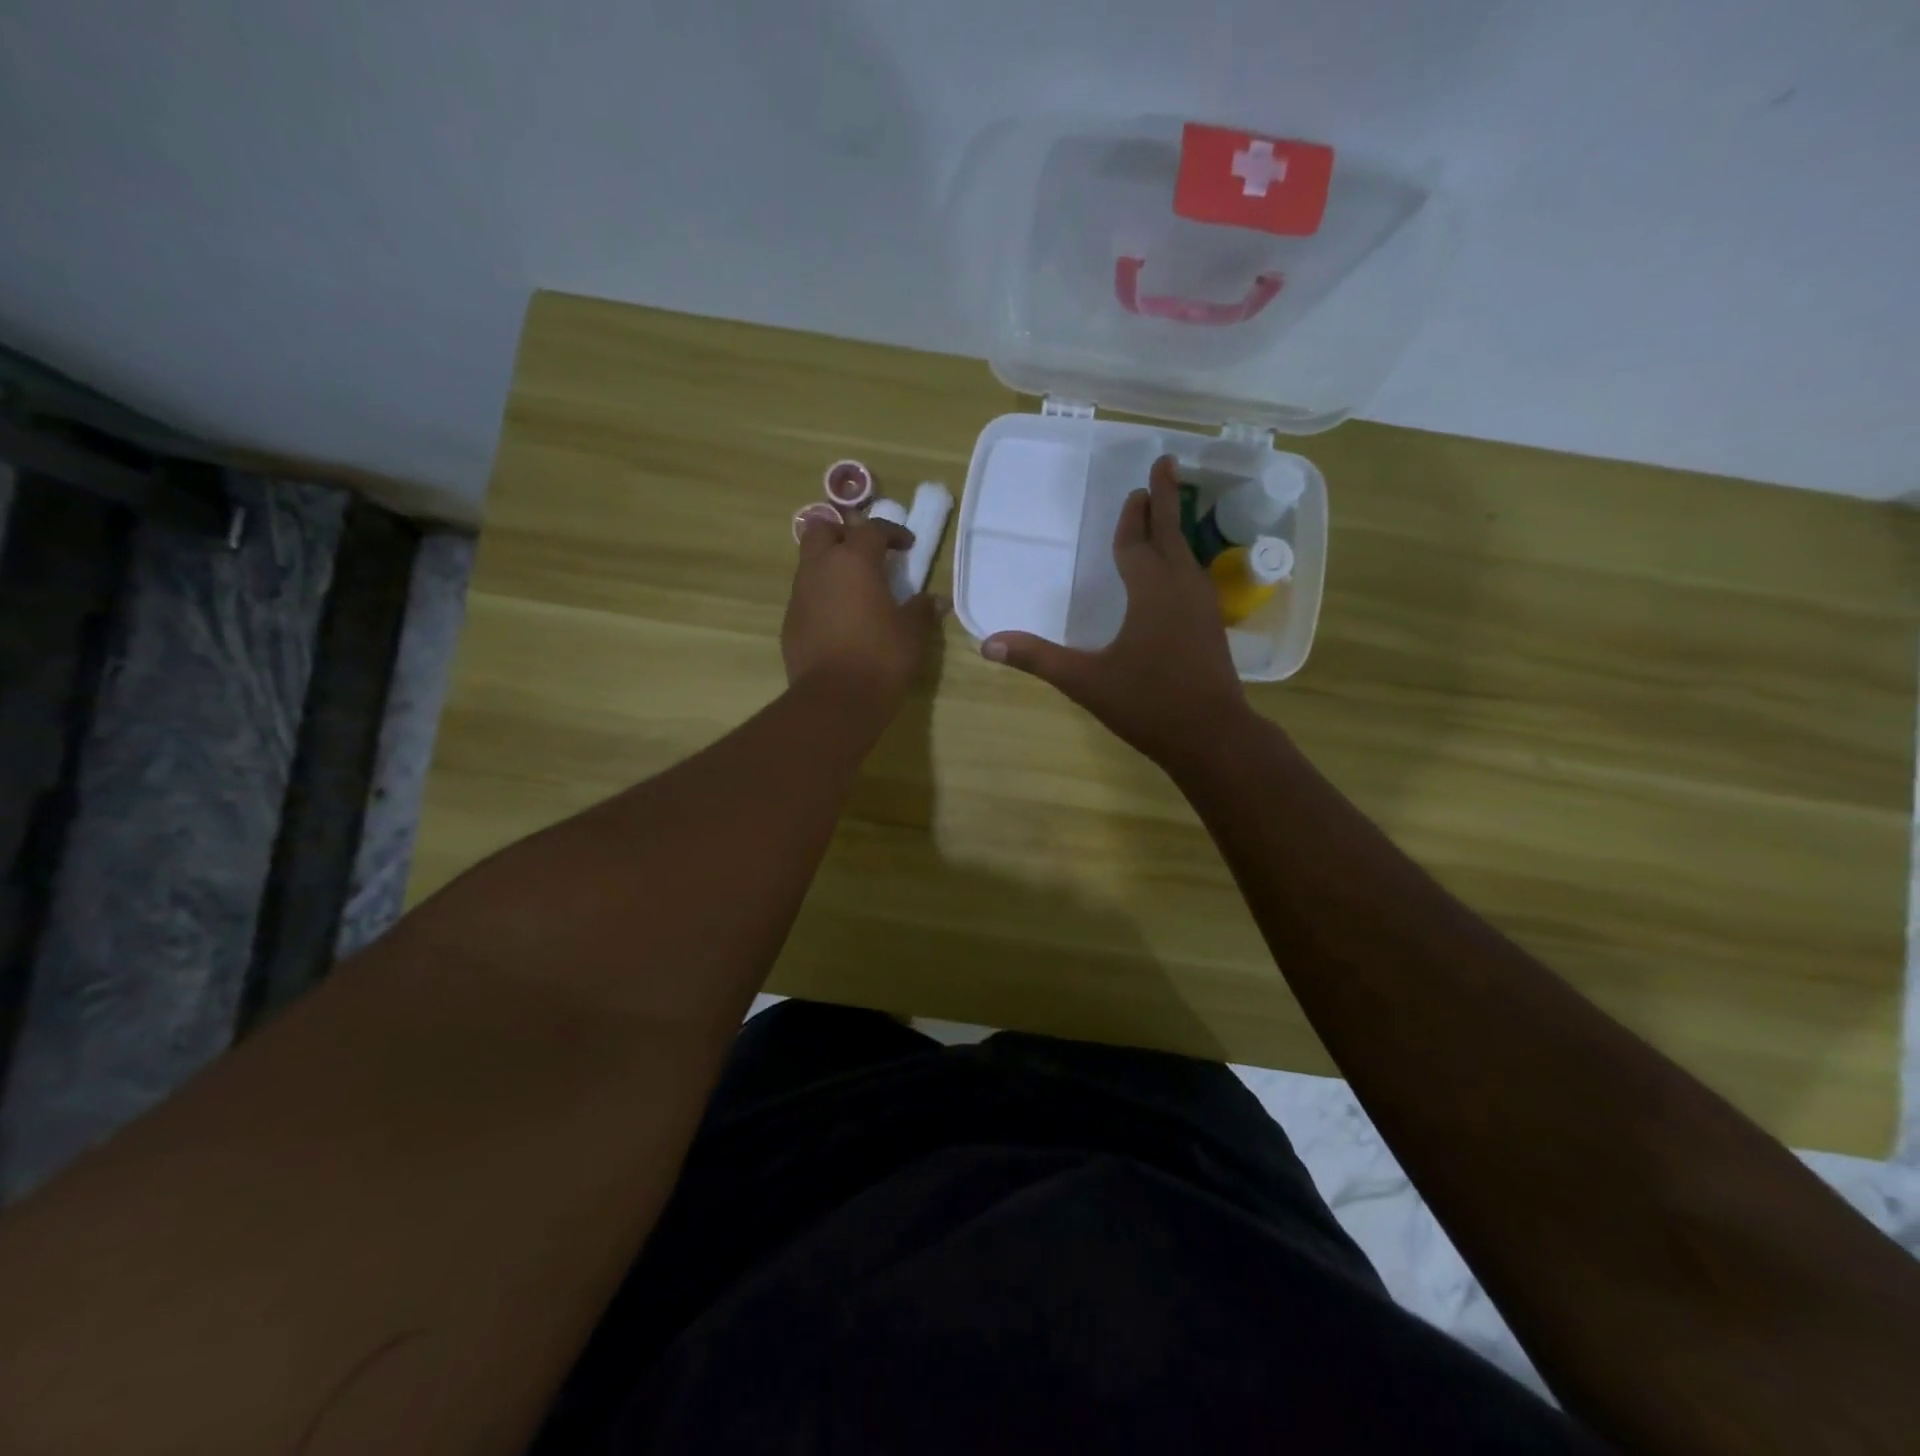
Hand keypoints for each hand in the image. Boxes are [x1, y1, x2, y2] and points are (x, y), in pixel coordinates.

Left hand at [784, 513, 946, 711]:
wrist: (835, 699)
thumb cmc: (881, 658)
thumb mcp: (912, 633)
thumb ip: (922, 610)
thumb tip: (935, 600)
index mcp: (854, 561)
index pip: (872, 529)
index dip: (892, 532)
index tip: (907, 546)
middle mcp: (821, 568)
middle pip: (823, 530)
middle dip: (844, 534)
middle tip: (866, 553)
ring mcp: (800, 594)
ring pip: (810, 562)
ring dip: (831, 565)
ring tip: (854, 588)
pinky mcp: (790, 621)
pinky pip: (805, 595)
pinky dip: (822, 595)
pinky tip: (840, 618)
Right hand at [981, 455, 1250, 768]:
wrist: (1212, 736)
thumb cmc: (1148, 703)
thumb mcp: (1086, 681)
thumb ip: (1038, 658)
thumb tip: (987, 643)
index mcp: (1151, 592)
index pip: (1137, 544)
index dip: (1133, 518)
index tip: (1138, 487)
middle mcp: (1181, 590)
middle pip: (1171, 535)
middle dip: (1166, 500)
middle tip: (1166, 465)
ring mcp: (1202, 609)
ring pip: (1187, 557)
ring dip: (1175, 531)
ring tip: (1169, 515)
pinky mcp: (1212, 629)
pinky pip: (1194, 579)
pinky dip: (1183, 562)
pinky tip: (1179, 576)